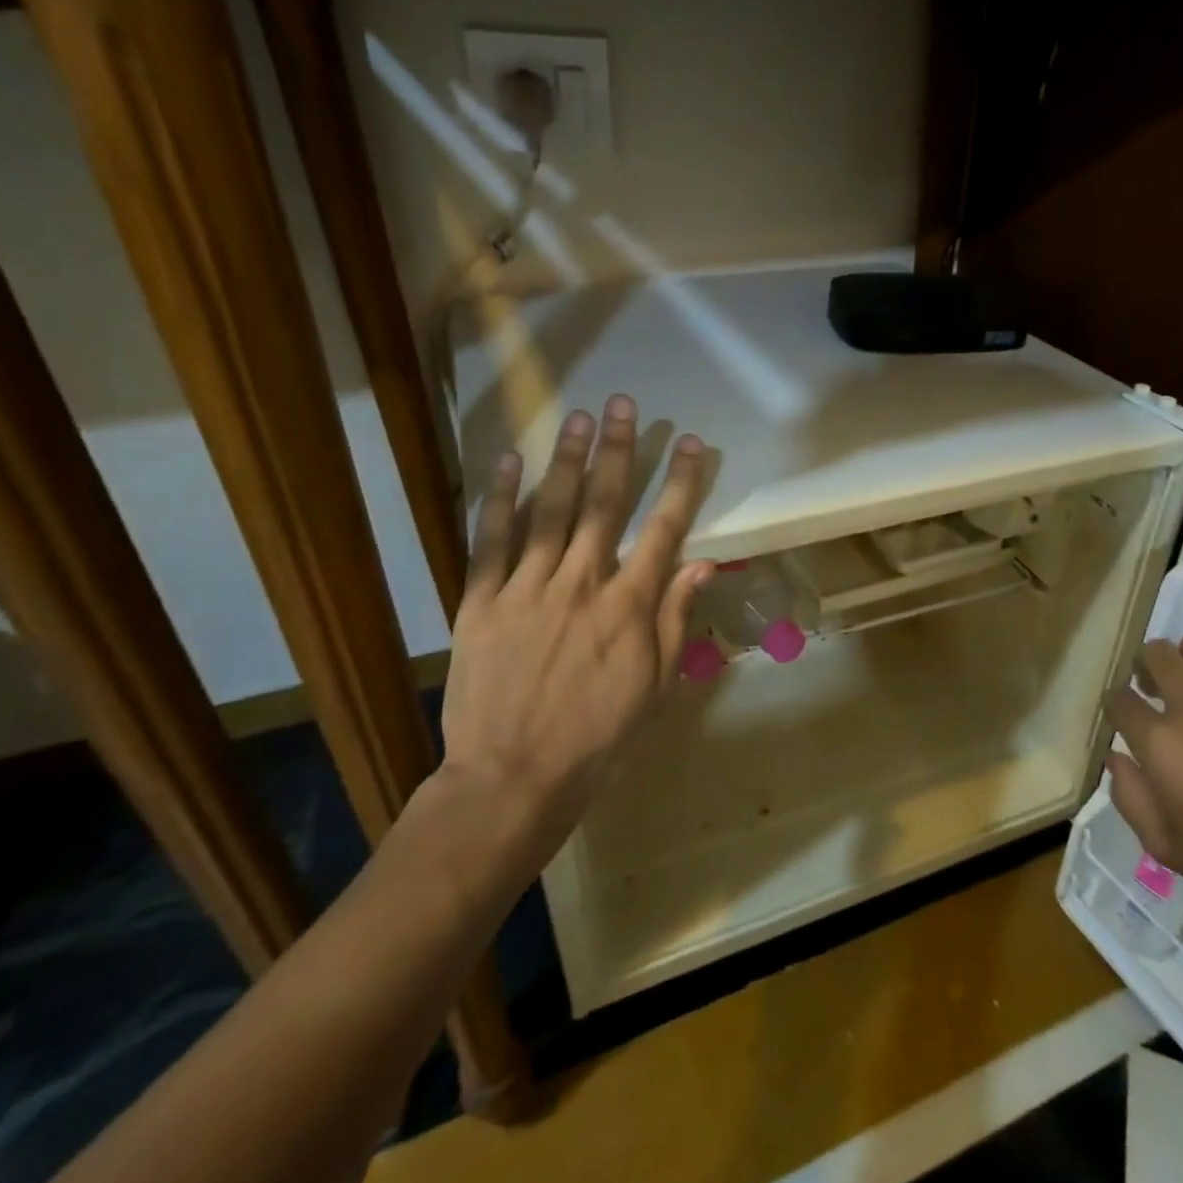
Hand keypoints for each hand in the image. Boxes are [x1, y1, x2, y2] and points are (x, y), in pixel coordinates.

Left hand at [434, 395, 713, 863]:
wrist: (513, 777)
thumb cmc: (598, 738)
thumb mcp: (656, 687)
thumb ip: (676, 620)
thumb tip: (701, 563)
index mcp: (629, 606)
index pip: (664, 529)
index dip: (682, 482)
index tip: (692, 444)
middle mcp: (582, 583)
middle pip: (605, 505)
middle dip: (620, 451)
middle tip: (624, 405)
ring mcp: (527, 589)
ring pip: (551, 512)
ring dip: (568, 462)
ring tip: (579, 420)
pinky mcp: (481, 602)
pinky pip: (490, 542)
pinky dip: (499, 500)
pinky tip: (508, 463)